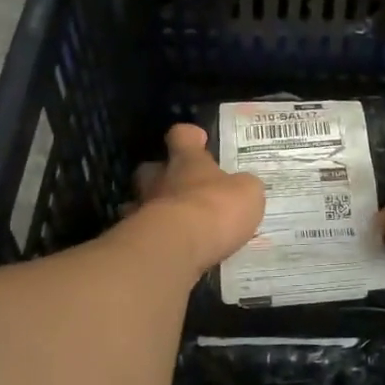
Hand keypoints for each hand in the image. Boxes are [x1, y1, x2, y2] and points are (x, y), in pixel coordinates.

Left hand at [131, 124, 265, 273]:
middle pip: (152, 168)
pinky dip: (152, 238)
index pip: (182, 136)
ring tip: (173, 223)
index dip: (189, 136)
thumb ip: (242, 186)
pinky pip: (142, 233)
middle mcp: (161, 179)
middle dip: (162, 174)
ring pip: (141, 201)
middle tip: (180, 185)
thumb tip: (241, 186)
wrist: (176, 247)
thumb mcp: (247, 192)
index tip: (198, 139)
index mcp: (188, 161)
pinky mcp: (137, 239)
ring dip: (154, 208)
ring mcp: (144, 208)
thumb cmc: (216, 208)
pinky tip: (167, 248)